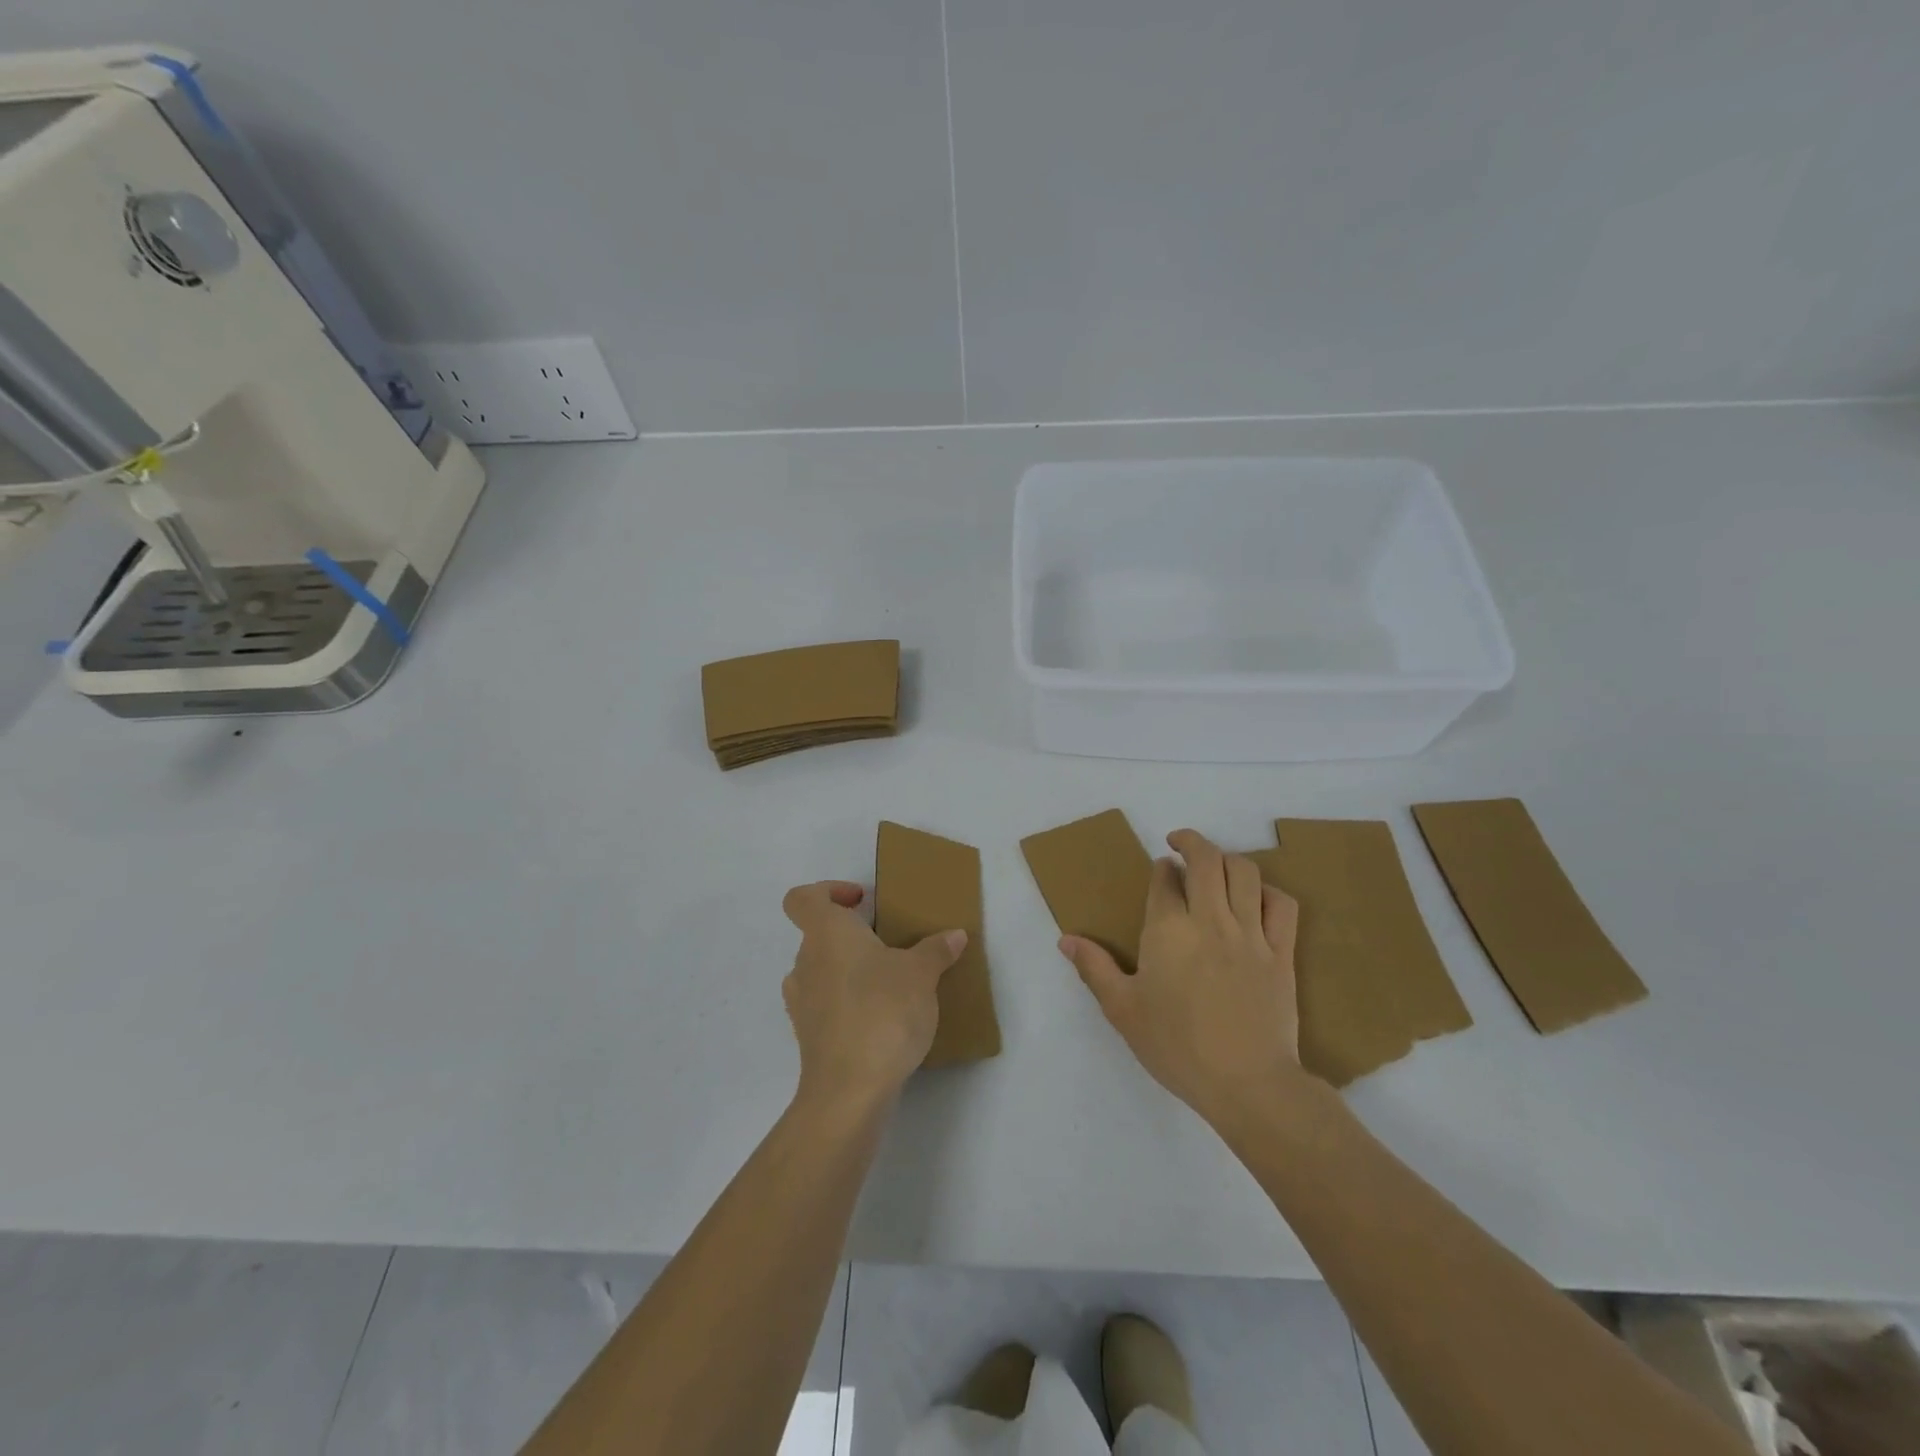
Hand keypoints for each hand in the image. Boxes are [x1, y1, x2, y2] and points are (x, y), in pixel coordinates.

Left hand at [781, 881, 967, 1114]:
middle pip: (819, 935)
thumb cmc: (883, 1012)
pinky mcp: (808, 1035)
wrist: (850, 1089)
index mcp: (826, 934)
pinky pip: (826, 1004)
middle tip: (891, 945)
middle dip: (854, 936)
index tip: (861, 902)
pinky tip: (881, 1018)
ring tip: (890, 984)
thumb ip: (935, 950)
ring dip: (850, 971)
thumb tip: (954, 935)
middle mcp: (805, 962)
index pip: (803, 898)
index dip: (828, 892)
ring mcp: (801, 1001)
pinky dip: (847, 1003)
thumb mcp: (921, 974)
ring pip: (822, 971)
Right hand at [1059, 829, 1309, 1127]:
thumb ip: (1094, 968)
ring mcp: (1251, 933)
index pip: (1163, 878)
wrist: (1247, 1083)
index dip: (1160, 868)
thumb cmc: (1176, 1047)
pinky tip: (1257, 897)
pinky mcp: (1282, 953)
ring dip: (1227, 859)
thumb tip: (1066, 940)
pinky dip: (1269, 890)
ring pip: (1245, 872)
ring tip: (1216, 866)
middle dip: (1190, 842)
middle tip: (1180, 845)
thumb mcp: (1122, 1010)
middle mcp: (1209, 919)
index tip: (1159, 871)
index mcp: (1167, 930)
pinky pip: (1283, 905)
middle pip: (1206, 859)